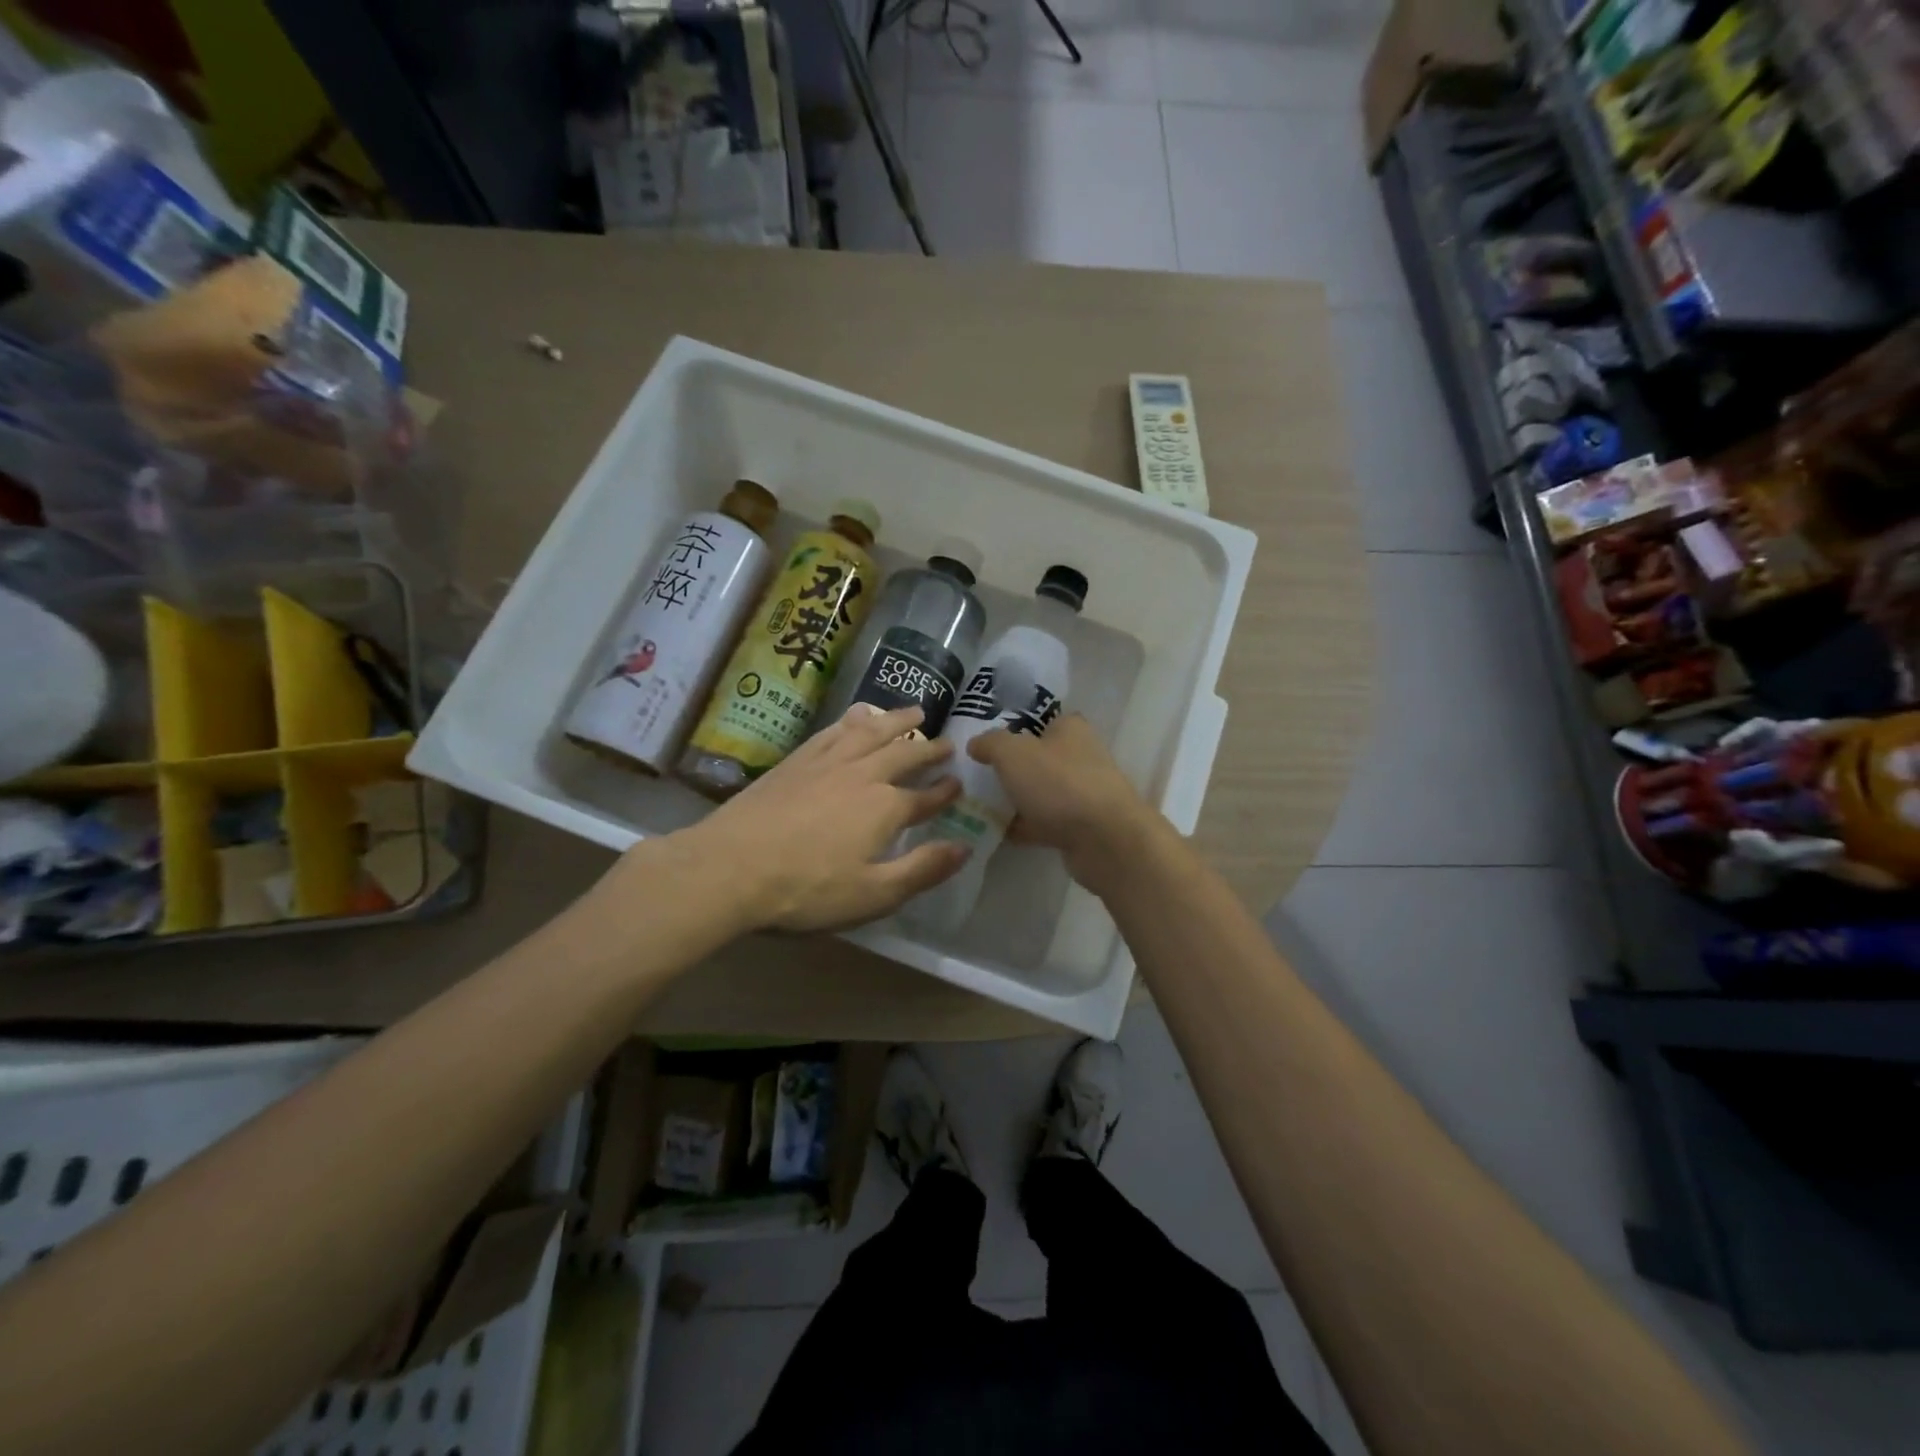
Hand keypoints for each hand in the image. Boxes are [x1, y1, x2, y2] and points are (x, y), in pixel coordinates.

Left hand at [682, 704, 966, 932]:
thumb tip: (963, 848)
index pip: (925, 797)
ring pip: (870, 731)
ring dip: (896, 721)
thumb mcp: (873, 895)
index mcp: (885, 808)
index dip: (944, 791)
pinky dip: (852, 719)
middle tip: (946, 743)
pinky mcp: (796, 759)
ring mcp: (827, 762)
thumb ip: (922, 870)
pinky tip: (858, 716)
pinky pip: (833, 730)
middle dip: (928, 749)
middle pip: (903, 754)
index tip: (959, 783)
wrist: (730, 866)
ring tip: (914, 712)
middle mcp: (862, 775)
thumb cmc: (806, 889)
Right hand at [966, 713, 1162, 891]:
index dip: (1015, 729)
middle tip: (978, 777)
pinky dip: (1025, 827)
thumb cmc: (1058, 784)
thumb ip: (990, 743)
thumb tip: (976, 743)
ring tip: (981, 807)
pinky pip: (1046, 822)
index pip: (1041, 721)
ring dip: (1017, 800)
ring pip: (1042, 792)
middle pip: (1040, 759)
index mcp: (1070, 729)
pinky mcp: (1082, 827)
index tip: (986, 744)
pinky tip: (998, 833)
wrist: (1104, 840)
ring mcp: (1084, 794)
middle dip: (1012, 769)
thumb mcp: (1012, 753)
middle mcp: (1082, 757)